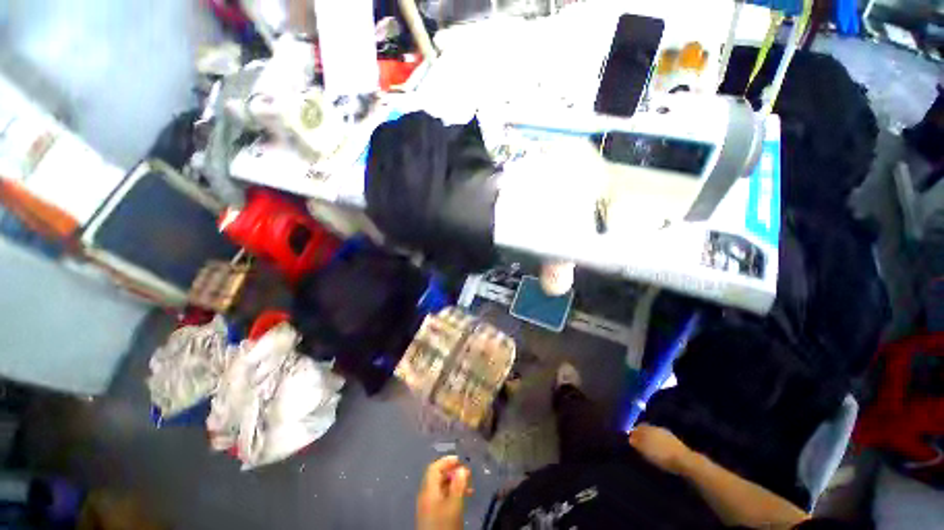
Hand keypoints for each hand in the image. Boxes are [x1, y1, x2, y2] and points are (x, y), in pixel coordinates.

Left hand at [417, 456, 471, 529]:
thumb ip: (458, 485)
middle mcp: (425, 494)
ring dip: (454, 483)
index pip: (435, 467)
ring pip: (440, 487)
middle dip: (453, 472)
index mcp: (428, 489)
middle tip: (467, 474)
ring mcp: (427, 505)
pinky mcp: (431, 514)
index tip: (461, 460)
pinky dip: (451, 493)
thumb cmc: (444, 524)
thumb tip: (462, 468)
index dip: (447, 461)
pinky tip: (462, 498)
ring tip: (468, 487)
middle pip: (437, 476)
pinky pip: (441, 497)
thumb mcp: (454, 504)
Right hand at [628, 423, 693, 474]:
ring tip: (648, 448)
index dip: (633, 432)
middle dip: (642, 435)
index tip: (630, 439)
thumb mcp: (645, 450)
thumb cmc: (661, 455)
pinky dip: (658, 443)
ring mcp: (667, 434)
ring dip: (651, 439)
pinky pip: (662, 439)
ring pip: (655, 434)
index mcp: (649, 428)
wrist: (685, 460)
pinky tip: (659, 450)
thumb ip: (636, 442)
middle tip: (638, 443)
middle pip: (646, 429)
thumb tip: (629, 437)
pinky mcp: (675, 442)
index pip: (638, 427)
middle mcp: (657, 428)